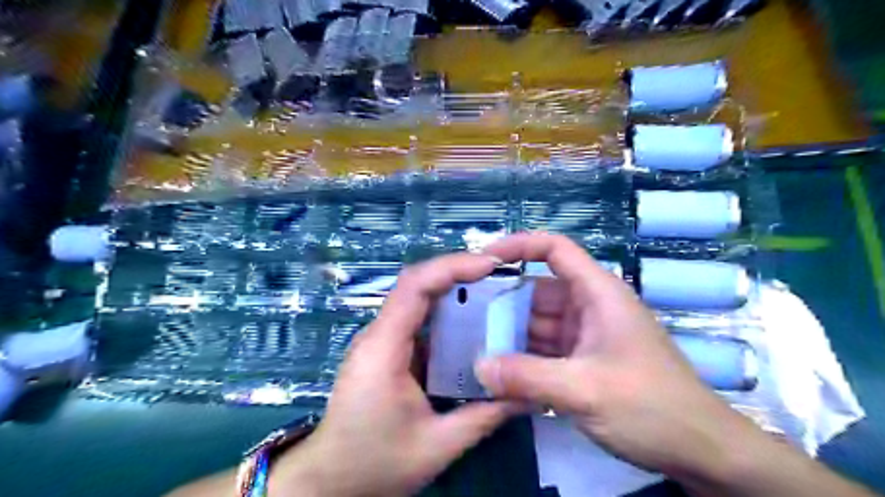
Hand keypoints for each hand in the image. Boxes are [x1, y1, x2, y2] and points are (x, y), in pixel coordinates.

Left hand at [274, 254, 516, 494]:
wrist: (329, 480)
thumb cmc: (374, 463)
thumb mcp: (436, 446)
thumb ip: (484, 417)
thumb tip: (528, 396)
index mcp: (385, 348)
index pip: (415, 286)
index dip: (452, 267)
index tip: (490, 265)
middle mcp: (379, 335)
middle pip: (417, 285)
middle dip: (458, 272)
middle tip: (499, 275)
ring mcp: (381, 341)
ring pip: (417, 299)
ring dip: (453, 290)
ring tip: (492, 292)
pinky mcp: (386, 351)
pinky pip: (418, 320)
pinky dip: (446, 313)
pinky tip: (471, 324)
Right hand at [474, 235, 763, 483]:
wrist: (702, 452)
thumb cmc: (652, 408)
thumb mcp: (586, 390)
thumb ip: (527, 377)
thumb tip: (479, 367)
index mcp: (597, 293)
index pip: (554, 249)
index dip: (519, 245)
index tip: (483, 259)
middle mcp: (588, 307)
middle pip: (536, 292)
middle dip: (502, 305)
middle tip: (463, 321)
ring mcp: (584, 336)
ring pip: (536, 325)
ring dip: (509, 337)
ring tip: (471, 349)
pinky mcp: (582, 361)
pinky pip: (543, 351)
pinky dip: (522, 360)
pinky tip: (497, 374)